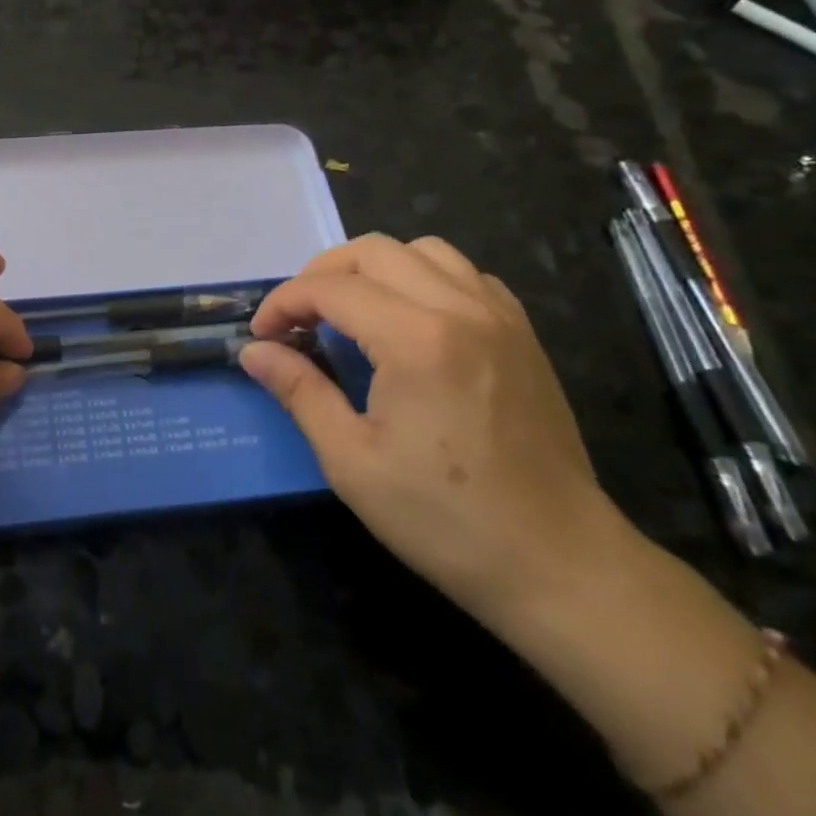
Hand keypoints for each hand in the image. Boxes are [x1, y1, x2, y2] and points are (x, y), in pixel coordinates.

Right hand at [240, 235, 626, 631]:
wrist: (561, 565)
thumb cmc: (446, 520)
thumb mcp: (352, 461)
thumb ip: (299, 391)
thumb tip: (254, 351)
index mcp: (416, 338)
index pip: (331, 288)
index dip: (284, 302)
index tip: (263, 336)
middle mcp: (460, 308)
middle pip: (373, 250)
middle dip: (322, 274)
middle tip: (299, 318)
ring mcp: (499, 316)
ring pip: (423, 250)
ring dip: (374, 268)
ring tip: (352, 311)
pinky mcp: (522, 334)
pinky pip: (465, 274)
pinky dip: (424, 278)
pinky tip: (411, 319)